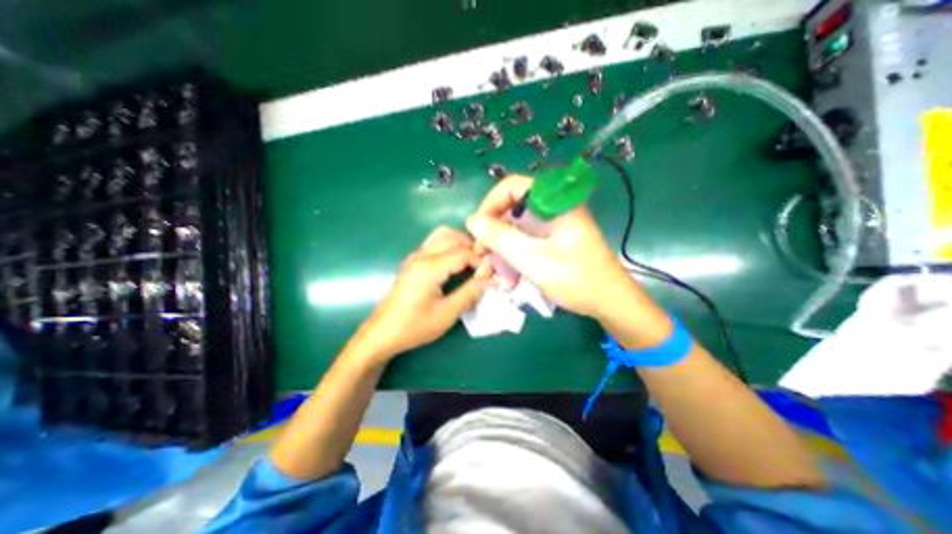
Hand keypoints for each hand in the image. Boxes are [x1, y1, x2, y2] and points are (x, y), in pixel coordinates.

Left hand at [356, 227, 489, 359]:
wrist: (382, 332)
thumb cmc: (415, 326)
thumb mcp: (447, 313)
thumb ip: (470, 292)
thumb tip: (491, 277)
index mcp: (430, 267)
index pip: (463, 252)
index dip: (481, 260)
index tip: (492, 272)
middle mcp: (422, 255)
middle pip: (453, 237)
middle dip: (472, 248)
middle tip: (484, 265)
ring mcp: (415, 256)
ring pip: (443, 235)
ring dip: (461, 243)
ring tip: (472, 262)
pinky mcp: (413, 261)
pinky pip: (435, 242)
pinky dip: (450, 245)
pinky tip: (456, 263)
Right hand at [465, 176, 634, 318]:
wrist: (609, 302)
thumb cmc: (575, 279)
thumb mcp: (532, 259)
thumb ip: (500, 237)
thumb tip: (472, 220)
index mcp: (554, 202)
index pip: (512, 187)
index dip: (490, 205)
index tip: (478, 229)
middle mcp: (552, 207)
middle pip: (511, 210)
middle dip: (494, 234)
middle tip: (483, 257)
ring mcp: (553, 225)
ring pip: (516, 229)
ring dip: (502, 251)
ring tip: (495, 275)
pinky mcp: (552, 240)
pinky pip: (525, 241)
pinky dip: (513, 257)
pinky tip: (509, 278)